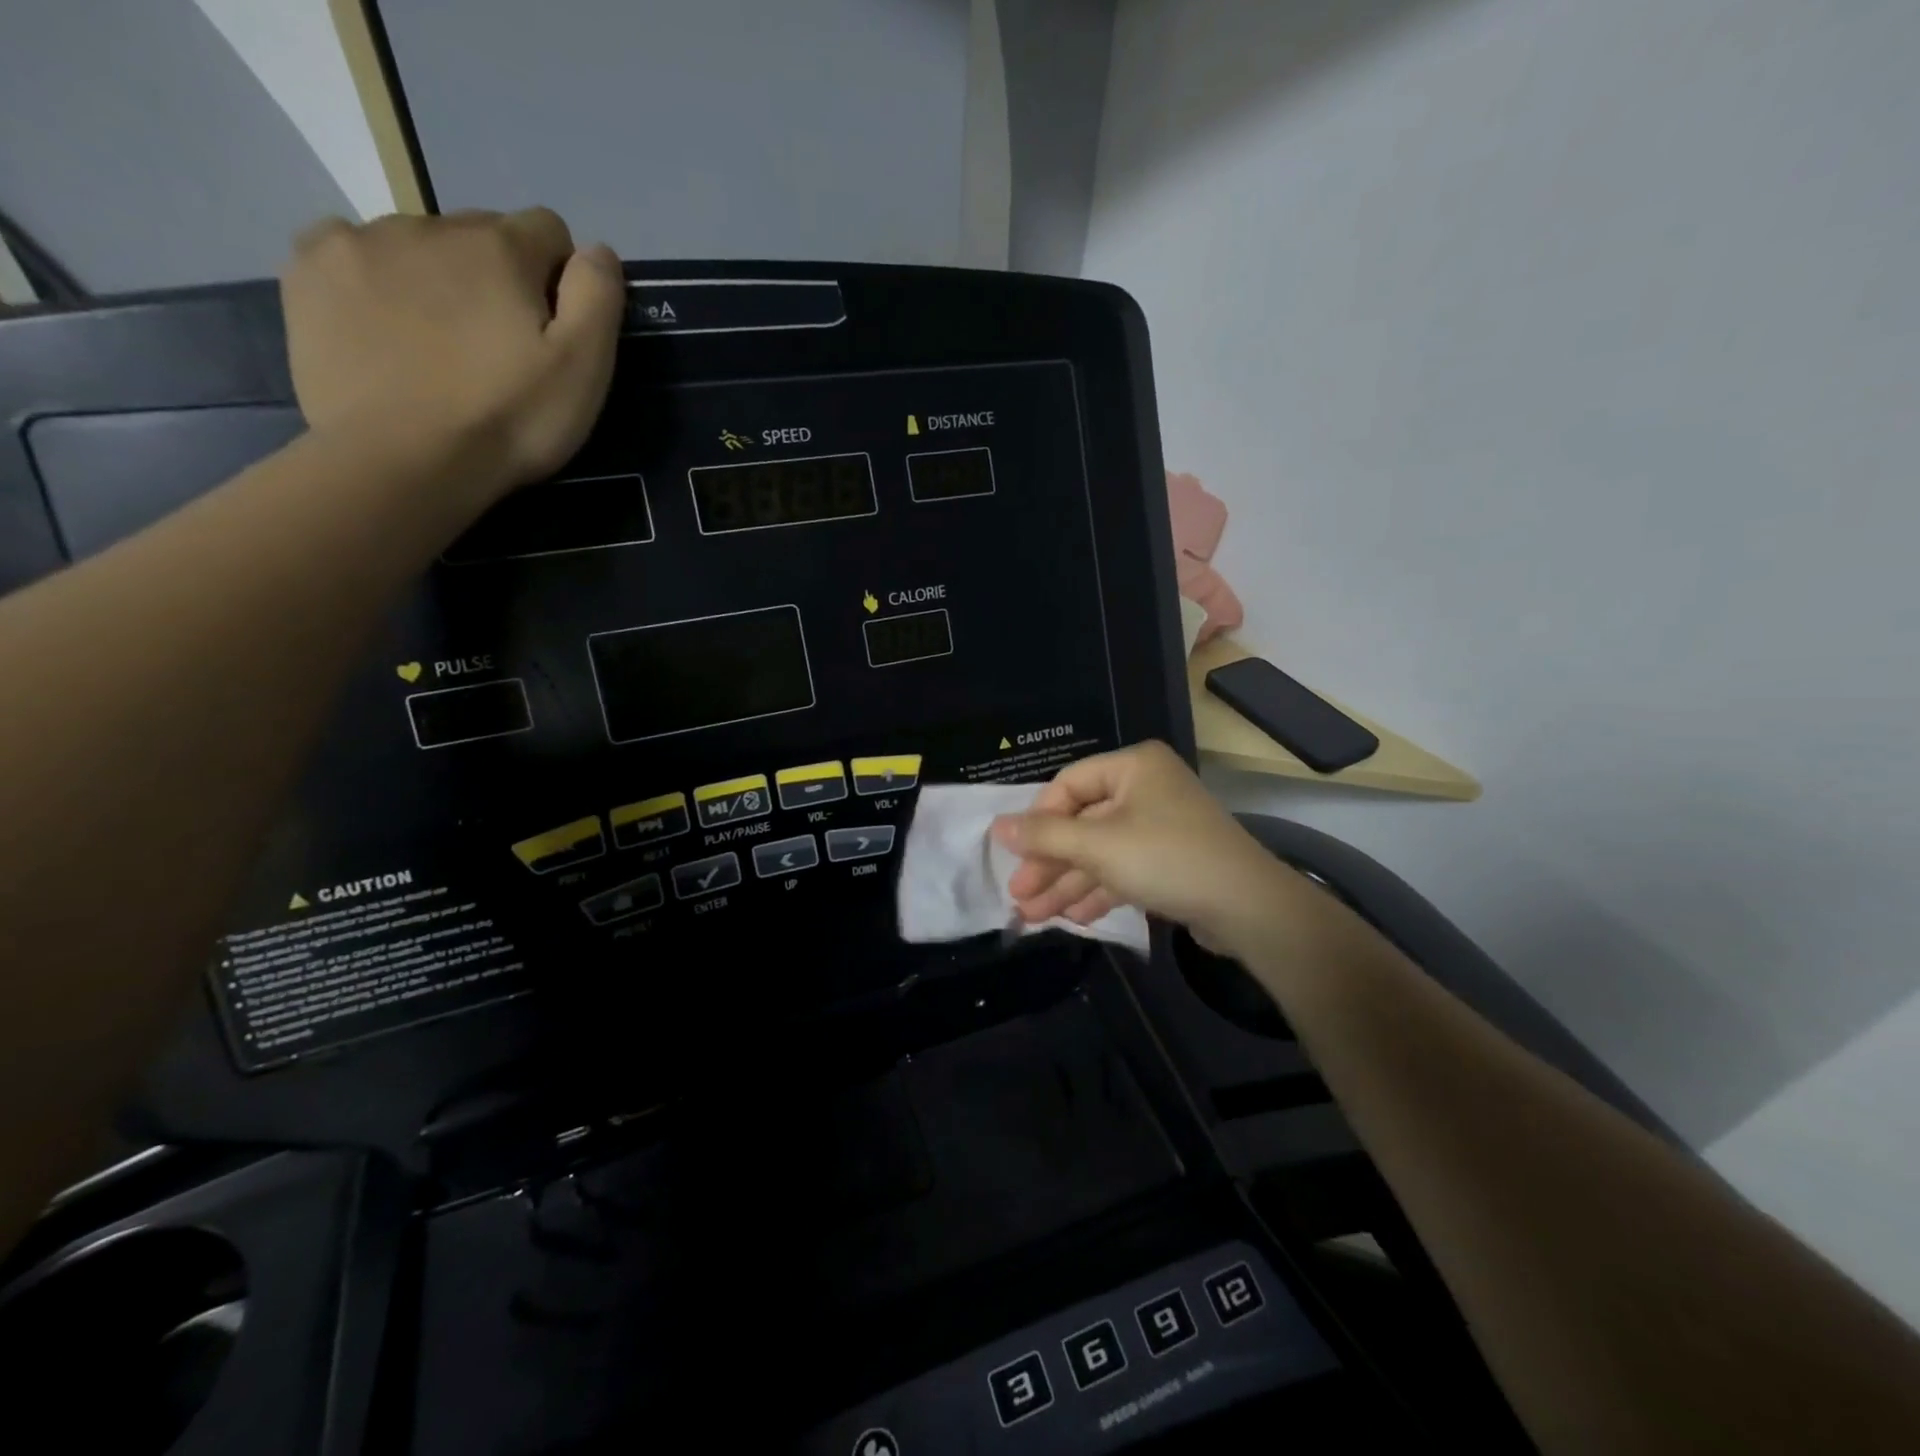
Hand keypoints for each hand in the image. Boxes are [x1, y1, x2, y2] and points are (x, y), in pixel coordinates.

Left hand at [281, 208, 623, 497]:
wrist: (405, 460)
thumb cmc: (509, 419)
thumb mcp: (584, 369)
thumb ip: (597, 297)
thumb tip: (597, 251)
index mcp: (500, 247)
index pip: (548, 231)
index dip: (560, 279)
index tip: (553, 332)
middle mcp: (428, 225)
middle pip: (481, 236)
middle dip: (498, 279)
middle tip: (498, 350)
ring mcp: (359, 241)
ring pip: (418, 245)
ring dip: (438, 281)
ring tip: (440, 349)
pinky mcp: (309, 270)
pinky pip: (352, 253)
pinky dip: (375, 282)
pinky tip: (385, 331)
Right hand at [991, 741, 1293, 955]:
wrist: (1248, 908)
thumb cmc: (1165, 858)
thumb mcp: (1097, 845)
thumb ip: (1044, 835)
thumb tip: (996, 826)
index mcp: (1133, 766)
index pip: (1068, 784)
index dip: (1037, 820)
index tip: (1014, 854)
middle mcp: (1146, 788)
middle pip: (1082, 822)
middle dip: (1049, 862)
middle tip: (1019, 895)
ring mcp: (1160, 826)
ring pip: (1101, 851)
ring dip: (1067, 883)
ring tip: (1033, 916)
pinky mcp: (1171, 861)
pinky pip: (1123, 869)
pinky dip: (1097, 890)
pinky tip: (1072, 918)